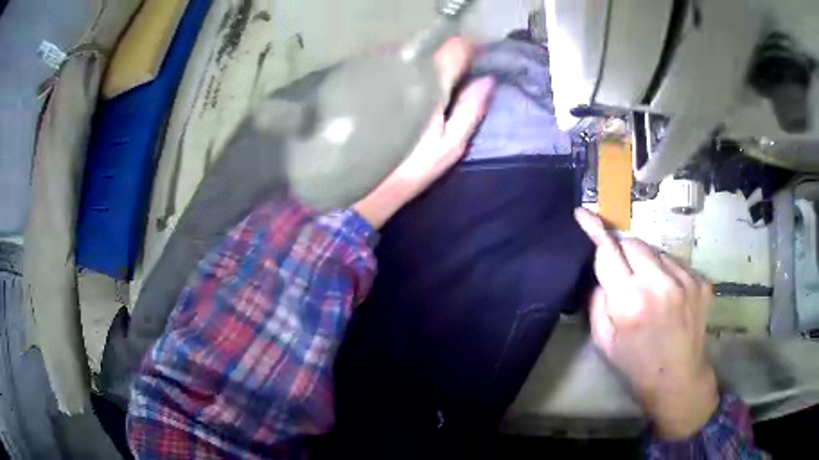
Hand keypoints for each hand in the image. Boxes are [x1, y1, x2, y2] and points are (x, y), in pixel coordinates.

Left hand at [353, 38, 494, 228]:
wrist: (370, 185)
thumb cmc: (415, 168)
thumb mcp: (451, 145)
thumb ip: (470, 110)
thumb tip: (487, 80)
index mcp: (429, 86)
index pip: (453, 50)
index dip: (467, 49)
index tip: (477, 56)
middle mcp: (404, 75)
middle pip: (430, 49)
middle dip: (444, 54)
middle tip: (456, 69)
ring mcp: (384, 79)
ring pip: (410, 56)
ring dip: (424, 61)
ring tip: (431, 77)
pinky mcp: (370, 88)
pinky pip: (393, 67)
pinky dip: (405, 70)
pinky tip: (407, 85)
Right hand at [574, 208, 718, 439]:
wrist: (679, 380)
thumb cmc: (636, 366)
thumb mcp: (604, 342)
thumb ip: (597, 302)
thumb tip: (600, 274)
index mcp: (630, 302)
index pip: (608, 252)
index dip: (594, 230)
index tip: (583, 213)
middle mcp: (659, 284)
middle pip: (633, 243)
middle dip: (623, 251)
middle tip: (624, 273)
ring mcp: (685, 280)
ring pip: (656, 250)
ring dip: (647, 261)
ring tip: (650, 288)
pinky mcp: (701, 281)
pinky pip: (676, 262)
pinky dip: (667, 271)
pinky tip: (669, 295)